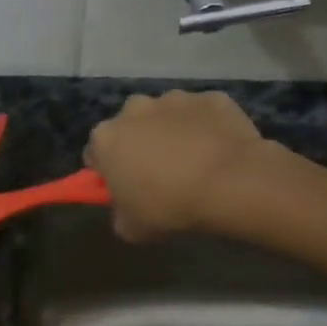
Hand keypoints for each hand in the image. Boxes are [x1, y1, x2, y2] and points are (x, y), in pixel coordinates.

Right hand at [84, 90, 316, 241]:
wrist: (231, 184)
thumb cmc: (169, 207)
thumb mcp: (129, 228)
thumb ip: (119, 212)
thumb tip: (126, 205)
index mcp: (106, 138)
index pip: (95, 154)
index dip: (108, 172)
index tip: (124, 188)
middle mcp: (135, 108)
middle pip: (130, 127)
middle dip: (139, 145)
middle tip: (158, 176)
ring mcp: (175, 99)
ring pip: (166, 116)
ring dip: (172, 133)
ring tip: (193, 164)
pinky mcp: (212, 98)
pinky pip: (202, 115)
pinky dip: (206, 129)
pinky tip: (218, 153)